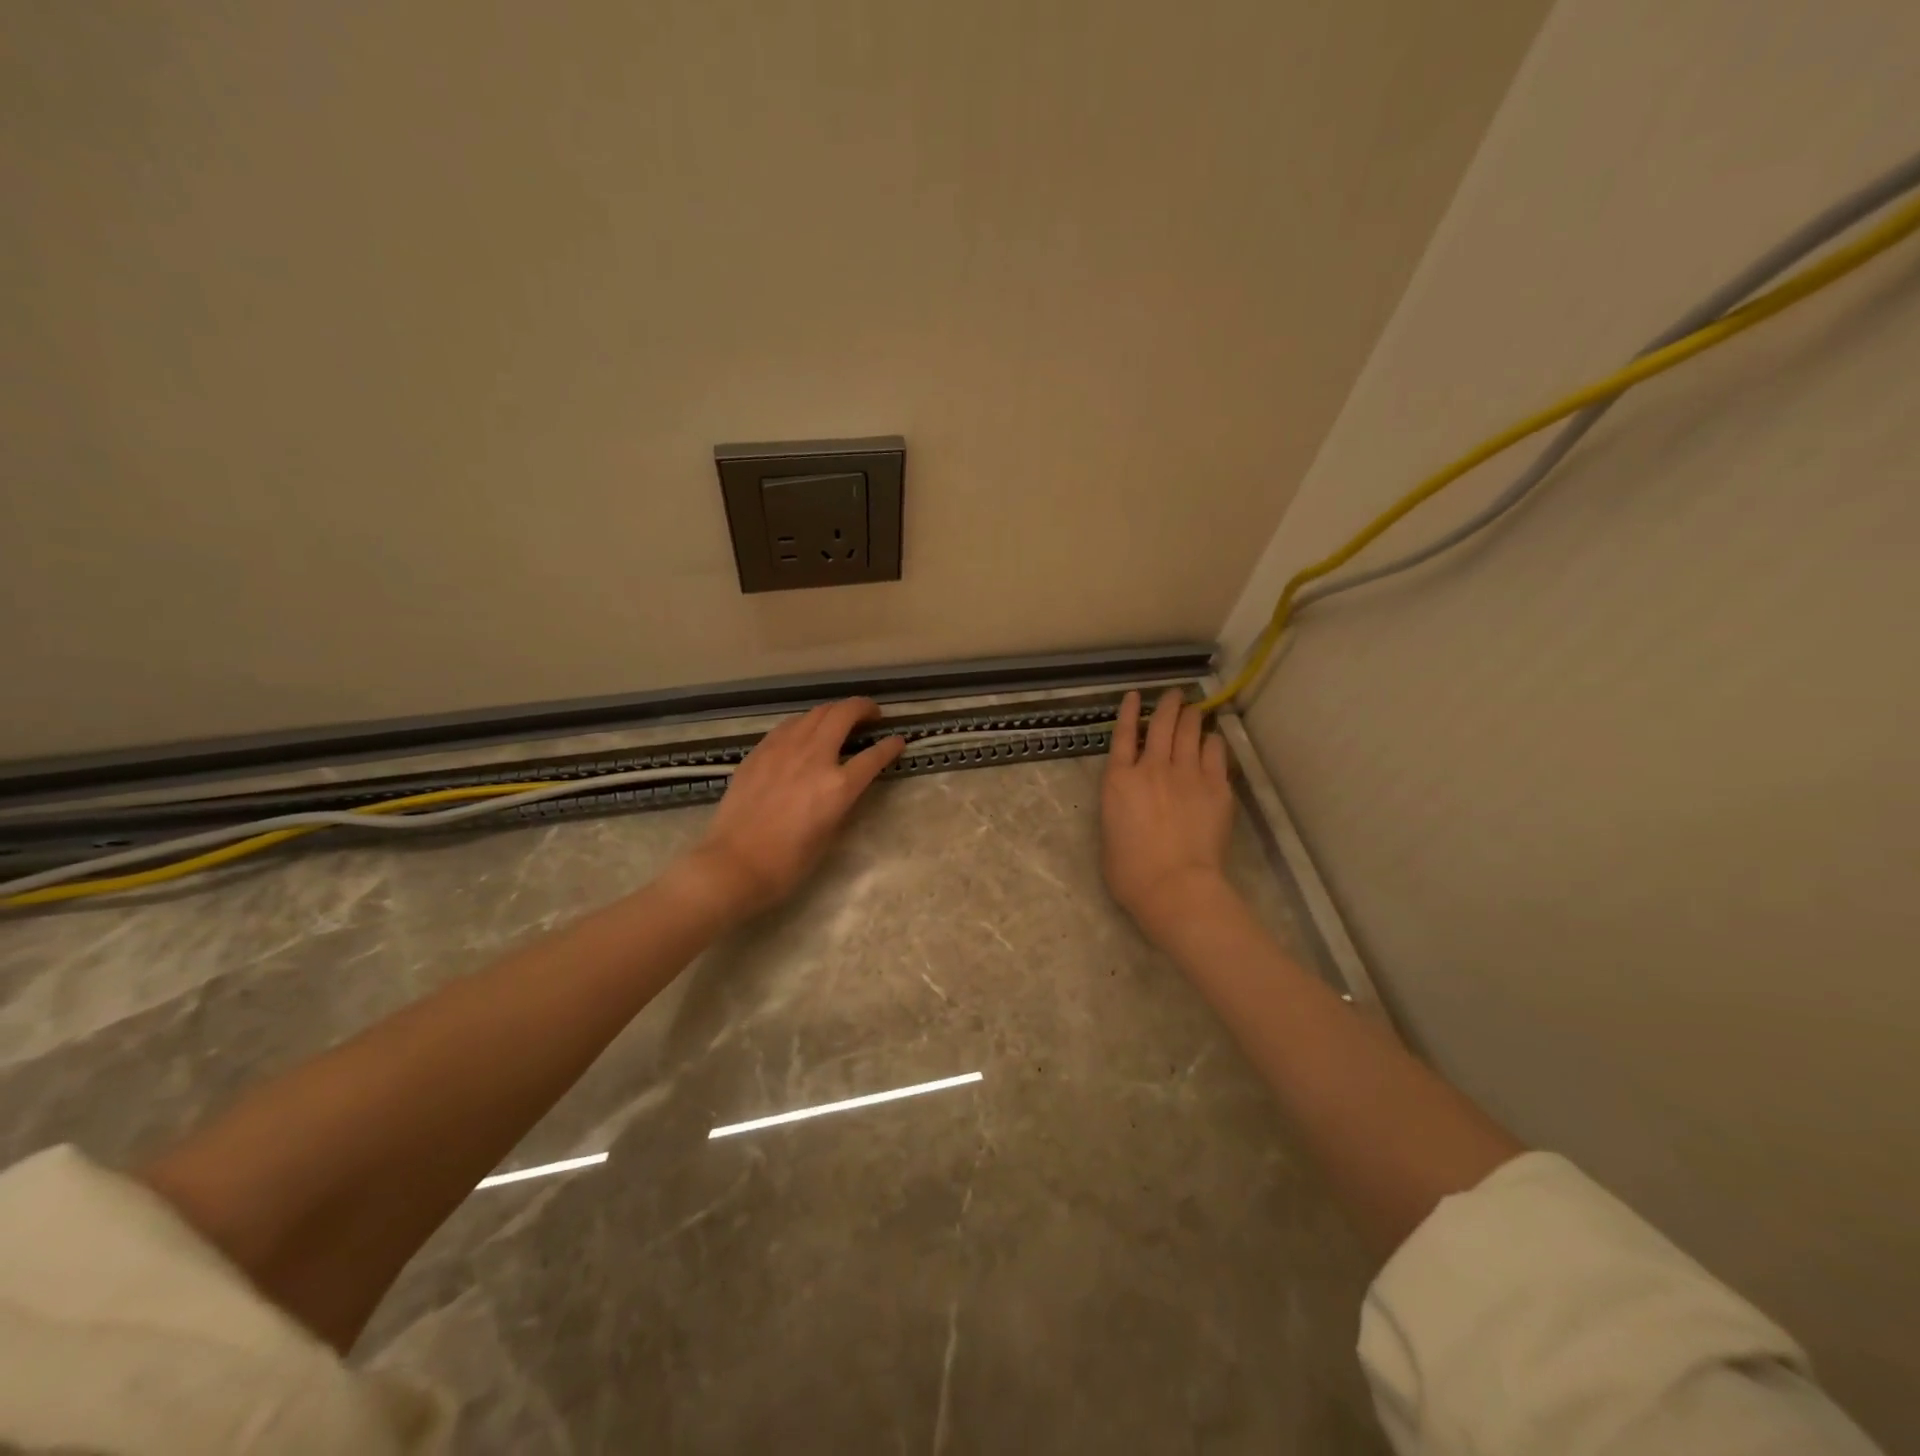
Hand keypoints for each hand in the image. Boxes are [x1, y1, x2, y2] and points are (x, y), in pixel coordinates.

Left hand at [689, 698, 904, 915]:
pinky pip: (789, 726)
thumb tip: (846, 784)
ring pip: (814, 713)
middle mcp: (813, 758)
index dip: (890, 747)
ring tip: (840, 720)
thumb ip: (841, 801)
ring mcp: (783, 750)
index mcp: (837, 787)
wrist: (733, 865)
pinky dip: (805, 723)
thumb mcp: (829, 834)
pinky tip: (804, 732)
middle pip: (844, 714)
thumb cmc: (787, 864)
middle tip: (872, 715)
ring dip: (834, 711)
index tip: (898, 741)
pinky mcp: (759, 752)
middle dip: (863, 708)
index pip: (873, 756)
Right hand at [1100, 689, 1234, 943]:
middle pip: (1160, 726)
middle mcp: (1152, 768)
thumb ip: (1118, 809)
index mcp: (1119, 781)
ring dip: (1191, 716)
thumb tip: (1130, 803)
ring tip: (1194, 708)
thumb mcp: (1109, 834)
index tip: (1134, 696)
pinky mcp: (1216, 787)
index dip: (1128, 712)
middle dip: (1167, 706)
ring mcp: (1187, 775)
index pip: (1122, 736)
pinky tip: (1214, 738)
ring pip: (1190, 733)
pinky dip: (1213, 741)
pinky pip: (1216, 753)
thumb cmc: (1131, 873)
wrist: (1175, 885)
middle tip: (1174, 694)